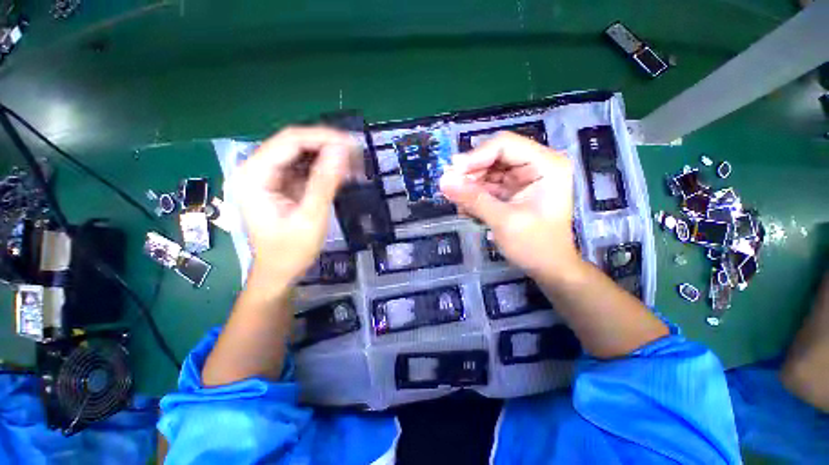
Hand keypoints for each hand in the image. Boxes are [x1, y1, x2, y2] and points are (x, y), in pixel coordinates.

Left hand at [230, 127, 357, 282]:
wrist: (279, 272)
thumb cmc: (291, 251)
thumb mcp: (311, 217)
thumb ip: (325, 182)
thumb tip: (342, 150)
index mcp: (253, 176)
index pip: (290, 141)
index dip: (323, 138)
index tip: (352, 143)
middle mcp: (255, 170)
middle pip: (294, 144)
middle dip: (327, 146)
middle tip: (357, 154)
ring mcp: (267, 176)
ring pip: (300, 154)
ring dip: (327, 156)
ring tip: (353, 164)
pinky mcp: (279, 184)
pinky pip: (303, 167)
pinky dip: (323, 168)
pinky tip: (341, 174)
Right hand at [440, 132, 579, 278]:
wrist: (548, 267)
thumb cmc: (535, 245)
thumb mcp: (503, 221)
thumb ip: (473, 199)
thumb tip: (443, 180)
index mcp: (546, 164)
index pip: (504, 145)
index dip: (475, 157)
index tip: (451, 173)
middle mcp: (535, 164)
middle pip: (494, 156)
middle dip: (470, 173)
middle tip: (450, 189)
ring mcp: (523, 177)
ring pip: (487, 171)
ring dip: (470, 186)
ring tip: (459, 203)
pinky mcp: (513, 189)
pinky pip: (488, 185)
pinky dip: (475, 195)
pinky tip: (467, 209)